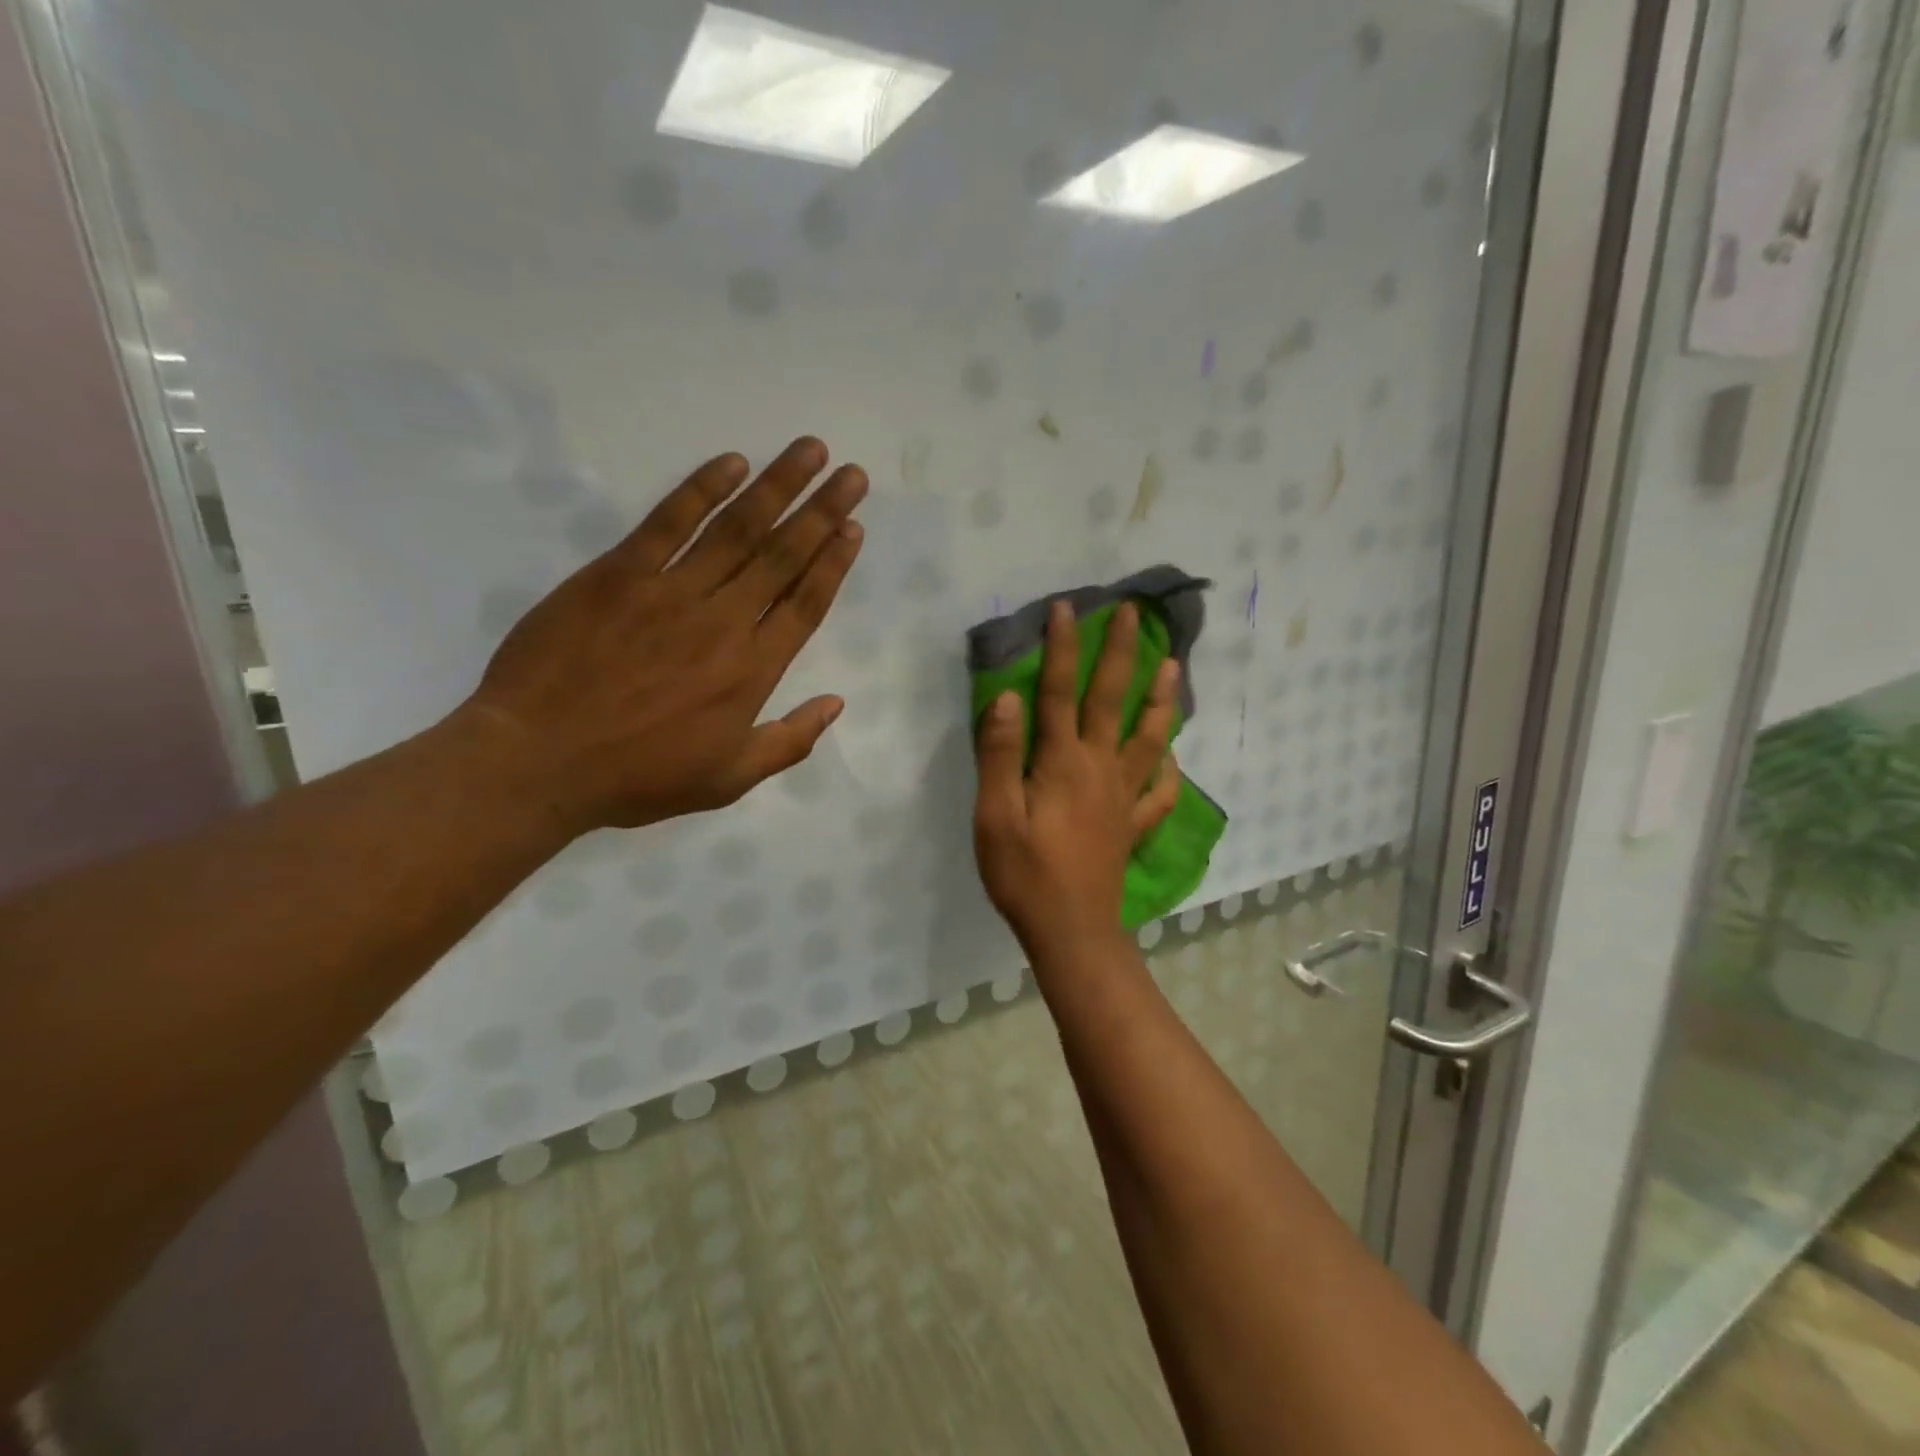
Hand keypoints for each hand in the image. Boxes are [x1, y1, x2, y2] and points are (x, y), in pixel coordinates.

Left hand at [457, 437, 865, 832]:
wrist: (537, 762)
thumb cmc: (638, 777)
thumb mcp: (727, 780)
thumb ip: (789, 741)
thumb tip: (837, 703)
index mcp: (751, 671)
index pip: (805, 604)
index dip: (834, 564)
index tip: (855, 528)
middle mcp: (723, 622)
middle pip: (783, 557)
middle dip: (823, 512)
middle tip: (853, 474)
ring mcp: (670, 592)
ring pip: (737, 530)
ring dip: (778, 487)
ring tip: (810, 451)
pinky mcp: (618, 574)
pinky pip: (667, 522)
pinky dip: (701, 489)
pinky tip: (731, 463)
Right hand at [973, 600, 1181, 956]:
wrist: (1071, 930)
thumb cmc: (1025, 873)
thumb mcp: (995, 814)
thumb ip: (1000, 754)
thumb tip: (1008, 696)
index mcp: (1063, 761)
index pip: (1061, 691)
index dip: (1064, 647)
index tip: (1067, 607)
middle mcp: (1100, 768)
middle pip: (1113, 700)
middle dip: (1122, 653)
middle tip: (1135, 614)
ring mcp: (1123, 797)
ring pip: (1148, 738)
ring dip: (1161, 700)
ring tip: (1174, 667)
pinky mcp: (1131, 825)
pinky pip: (1158, 792)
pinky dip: (1168, 770)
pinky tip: (1172, 756)